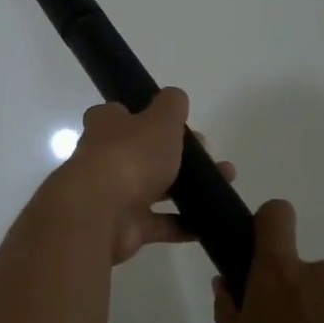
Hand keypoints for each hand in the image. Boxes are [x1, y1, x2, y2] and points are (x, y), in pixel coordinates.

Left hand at [52, 89, 233, 264]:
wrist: (101, 213)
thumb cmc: (130, 156)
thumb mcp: (159, 120)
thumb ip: (170, 106)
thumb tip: (175, 96)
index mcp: (106, 125)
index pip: (121, 114)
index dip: (147, 116)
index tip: (176, 124)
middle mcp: (105, 157)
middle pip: (142, 152)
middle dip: (176, 154)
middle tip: (207, 156)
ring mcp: (114, 194)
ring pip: (155, 187)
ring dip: (187, 188)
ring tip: (223, 183)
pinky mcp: (125, 226)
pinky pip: (159, 223)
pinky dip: (183, 224)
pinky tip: (210, 221)